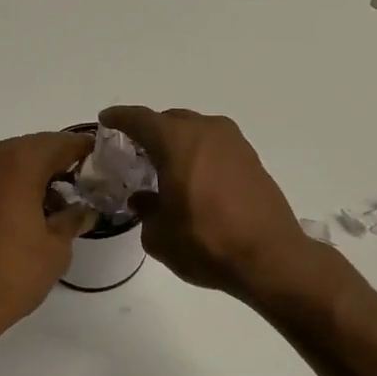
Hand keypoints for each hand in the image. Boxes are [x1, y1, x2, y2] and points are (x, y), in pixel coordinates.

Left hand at [0, 131, 94, 339]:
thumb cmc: (11, 273)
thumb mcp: (56, 247)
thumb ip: (73, 218)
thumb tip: (83, 210)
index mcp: (17, 161)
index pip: (61, 143)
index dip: (85, 151)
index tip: (104, 163)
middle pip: (33, 149)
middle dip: (59, 165)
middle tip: (83, 187)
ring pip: (10, 163)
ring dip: (34, 177)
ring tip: (56, 207)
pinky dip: (11, 187)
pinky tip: (26, 214)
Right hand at [99, 106, 313, 298]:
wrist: (270, 257)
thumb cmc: (206, 243)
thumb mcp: (160, 235)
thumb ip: (146, 210)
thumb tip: (144, 199)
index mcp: (177, 141)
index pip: (140, 119)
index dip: (120, 118)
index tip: (107, 120)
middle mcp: (207, 131)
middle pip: (170, 120)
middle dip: (151, 131)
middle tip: (136, 151)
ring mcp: (234, 143)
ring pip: (197, 131)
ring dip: (179, 142)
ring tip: (166, 166)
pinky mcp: (252, 159)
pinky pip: (216, 146)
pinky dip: (200, 154)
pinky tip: (195, 178)